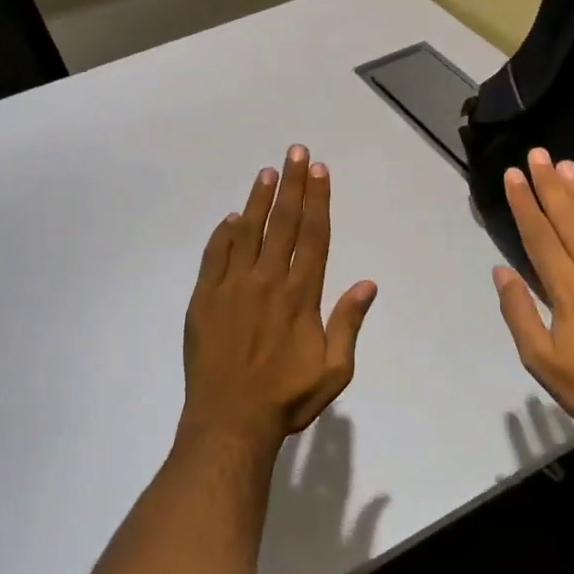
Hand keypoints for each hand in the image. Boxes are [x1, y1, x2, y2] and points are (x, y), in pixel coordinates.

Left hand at [182, 145, 377, 450]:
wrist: (230, 421)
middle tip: (296, 152)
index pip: (313, 236)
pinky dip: (223, 233)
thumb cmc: (287, 398)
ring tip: (267, 172)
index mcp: (301, 294)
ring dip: (258, 199)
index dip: (318, 200)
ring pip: (247, 231)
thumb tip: (367, 284)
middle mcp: (268, 280)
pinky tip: (231, 217)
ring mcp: (232, 286)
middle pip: (283, 223)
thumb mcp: (334, 370)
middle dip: (292, 185)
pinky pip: (215, 256)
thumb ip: (348, 323)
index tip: (318, 171)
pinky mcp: (205, 298)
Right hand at [492, 149, 573, 454]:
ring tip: (567, 165)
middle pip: (570, 218)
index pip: (540, 236)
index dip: (525, 203)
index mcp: (568, 291)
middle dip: (550, 184)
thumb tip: (502, 271)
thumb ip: (519, 313)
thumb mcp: (540, 360)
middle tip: (538, 155)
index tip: (513, 176)